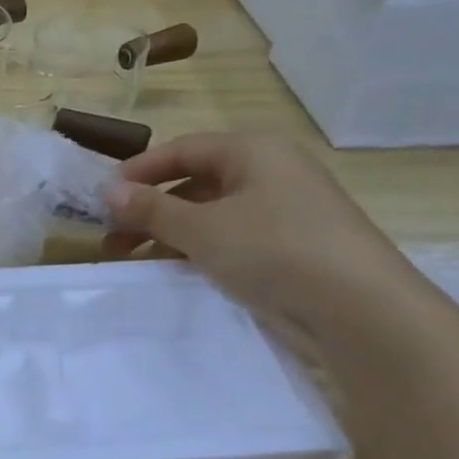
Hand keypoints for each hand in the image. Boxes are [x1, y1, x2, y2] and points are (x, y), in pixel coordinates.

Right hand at [104, 133, 422, 342]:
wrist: (357, 310)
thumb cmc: (274, 250)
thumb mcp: (202, 228)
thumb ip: (152, 209)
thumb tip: (109, 191)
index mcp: (254, 151)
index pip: (183, 149)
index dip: (139, 171)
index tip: (102, 197)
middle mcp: (269, 174)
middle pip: (194, 182)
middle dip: (149, 208)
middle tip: (111, 236)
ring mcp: (280, 212)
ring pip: (209, 214)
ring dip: (167, 232)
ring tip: (131, 258)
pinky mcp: (286, 249)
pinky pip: (228, 240)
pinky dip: (196, 250)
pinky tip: (172, 271)